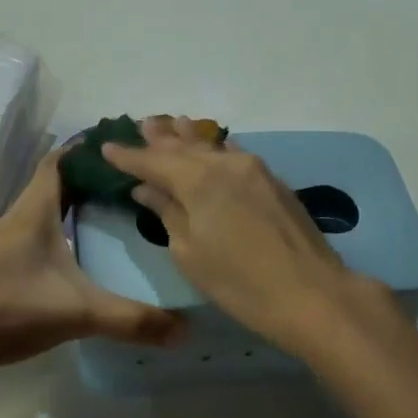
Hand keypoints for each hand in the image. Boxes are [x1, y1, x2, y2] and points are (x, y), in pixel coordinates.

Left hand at [0, 146, 182, 377]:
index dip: (86, 148)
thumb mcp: (78, 312)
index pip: (59, 161)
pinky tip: (81, 250)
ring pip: (45, 208)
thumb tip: (185, 330)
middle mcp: (19, 217)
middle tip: (130, 180)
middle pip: (55, 182)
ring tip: (114, 210)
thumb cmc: (9, 308)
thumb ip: (131, 320)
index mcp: (35, 211)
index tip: (120, 144)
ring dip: (74, 203)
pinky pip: (37, 232)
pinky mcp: (1, 264)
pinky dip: (61, 229)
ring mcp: (6, 241)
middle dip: (90, 176)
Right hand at [102, 117, 388, 356]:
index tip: (107, 147)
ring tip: (173, 124)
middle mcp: (224, 163)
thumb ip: (168, 213)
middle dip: (160, 138)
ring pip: (212, 146)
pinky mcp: (273, 181)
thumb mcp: (190, 253)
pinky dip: (216, 148)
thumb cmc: (240, 283)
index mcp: (197, 180)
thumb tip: (147, 189)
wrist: (311, 293)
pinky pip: (234, 154)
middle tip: (142, 124)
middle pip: (184, 147)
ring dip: (189, 137)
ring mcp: (253, 169)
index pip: (153, 162)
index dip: (128, 157)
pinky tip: (214, 146)